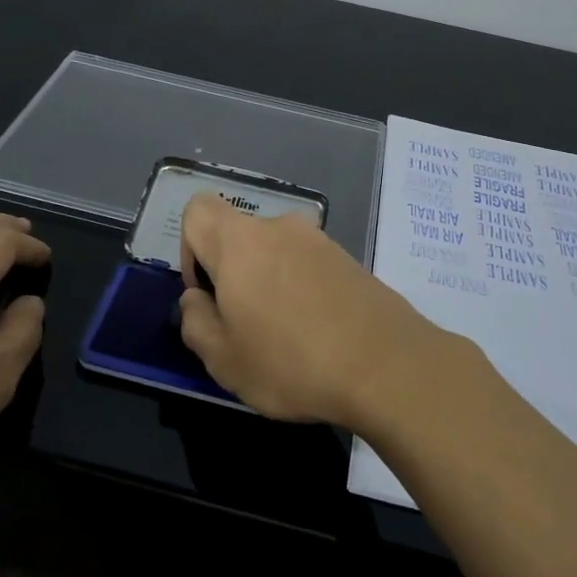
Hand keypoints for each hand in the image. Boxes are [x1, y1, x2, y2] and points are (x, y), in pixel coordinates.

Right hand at [177, 192, 461, 425]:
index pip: (197, 210)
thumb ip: (195, 323)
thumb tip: (196, 300)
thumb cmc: (292, 362)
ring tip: (284, 335)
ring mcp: (319, 241)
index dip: (189, 249)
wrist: (388, 365)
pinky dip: (301, 288)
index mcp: (239, 243)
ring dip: (268, 282)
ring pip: (274, 251)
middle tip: (243, 325)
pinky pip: (308, 264)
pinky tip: (317, 332)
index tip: (206, 293)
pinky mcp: (349, 259)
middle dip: (231, 273)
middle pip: (238, 234)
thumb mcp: (224, 360)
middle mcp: (278, 228)